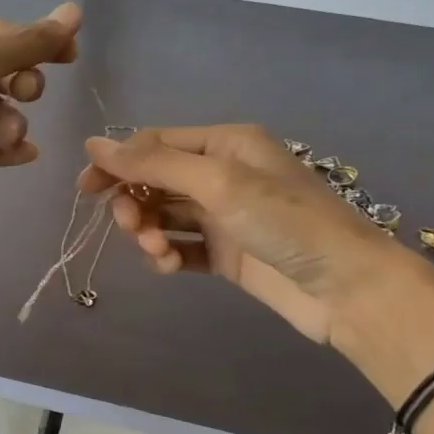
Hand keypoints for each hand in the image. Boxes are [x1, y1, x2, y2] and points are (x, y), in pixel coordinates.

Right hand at [79, 124, 408, 343]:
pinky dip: (168, 256)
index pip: (155, 144)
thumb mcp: (218, 183)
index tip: (86, 190)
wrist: (347, 289)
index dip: (118, 163)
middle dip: (136, 203)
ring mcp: (224, 216)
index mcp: (225, 144)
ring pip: (165, 216)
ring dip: (151, 232)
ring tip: (159, 254)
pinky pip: (182, 247)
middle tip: (133, 229)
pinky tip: (171, 268)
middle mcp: (223, 174)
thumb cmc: (285, 222)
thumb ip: (154, 164)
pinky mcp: (227, 253)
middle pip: (156, 181)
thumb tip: (92, 144)